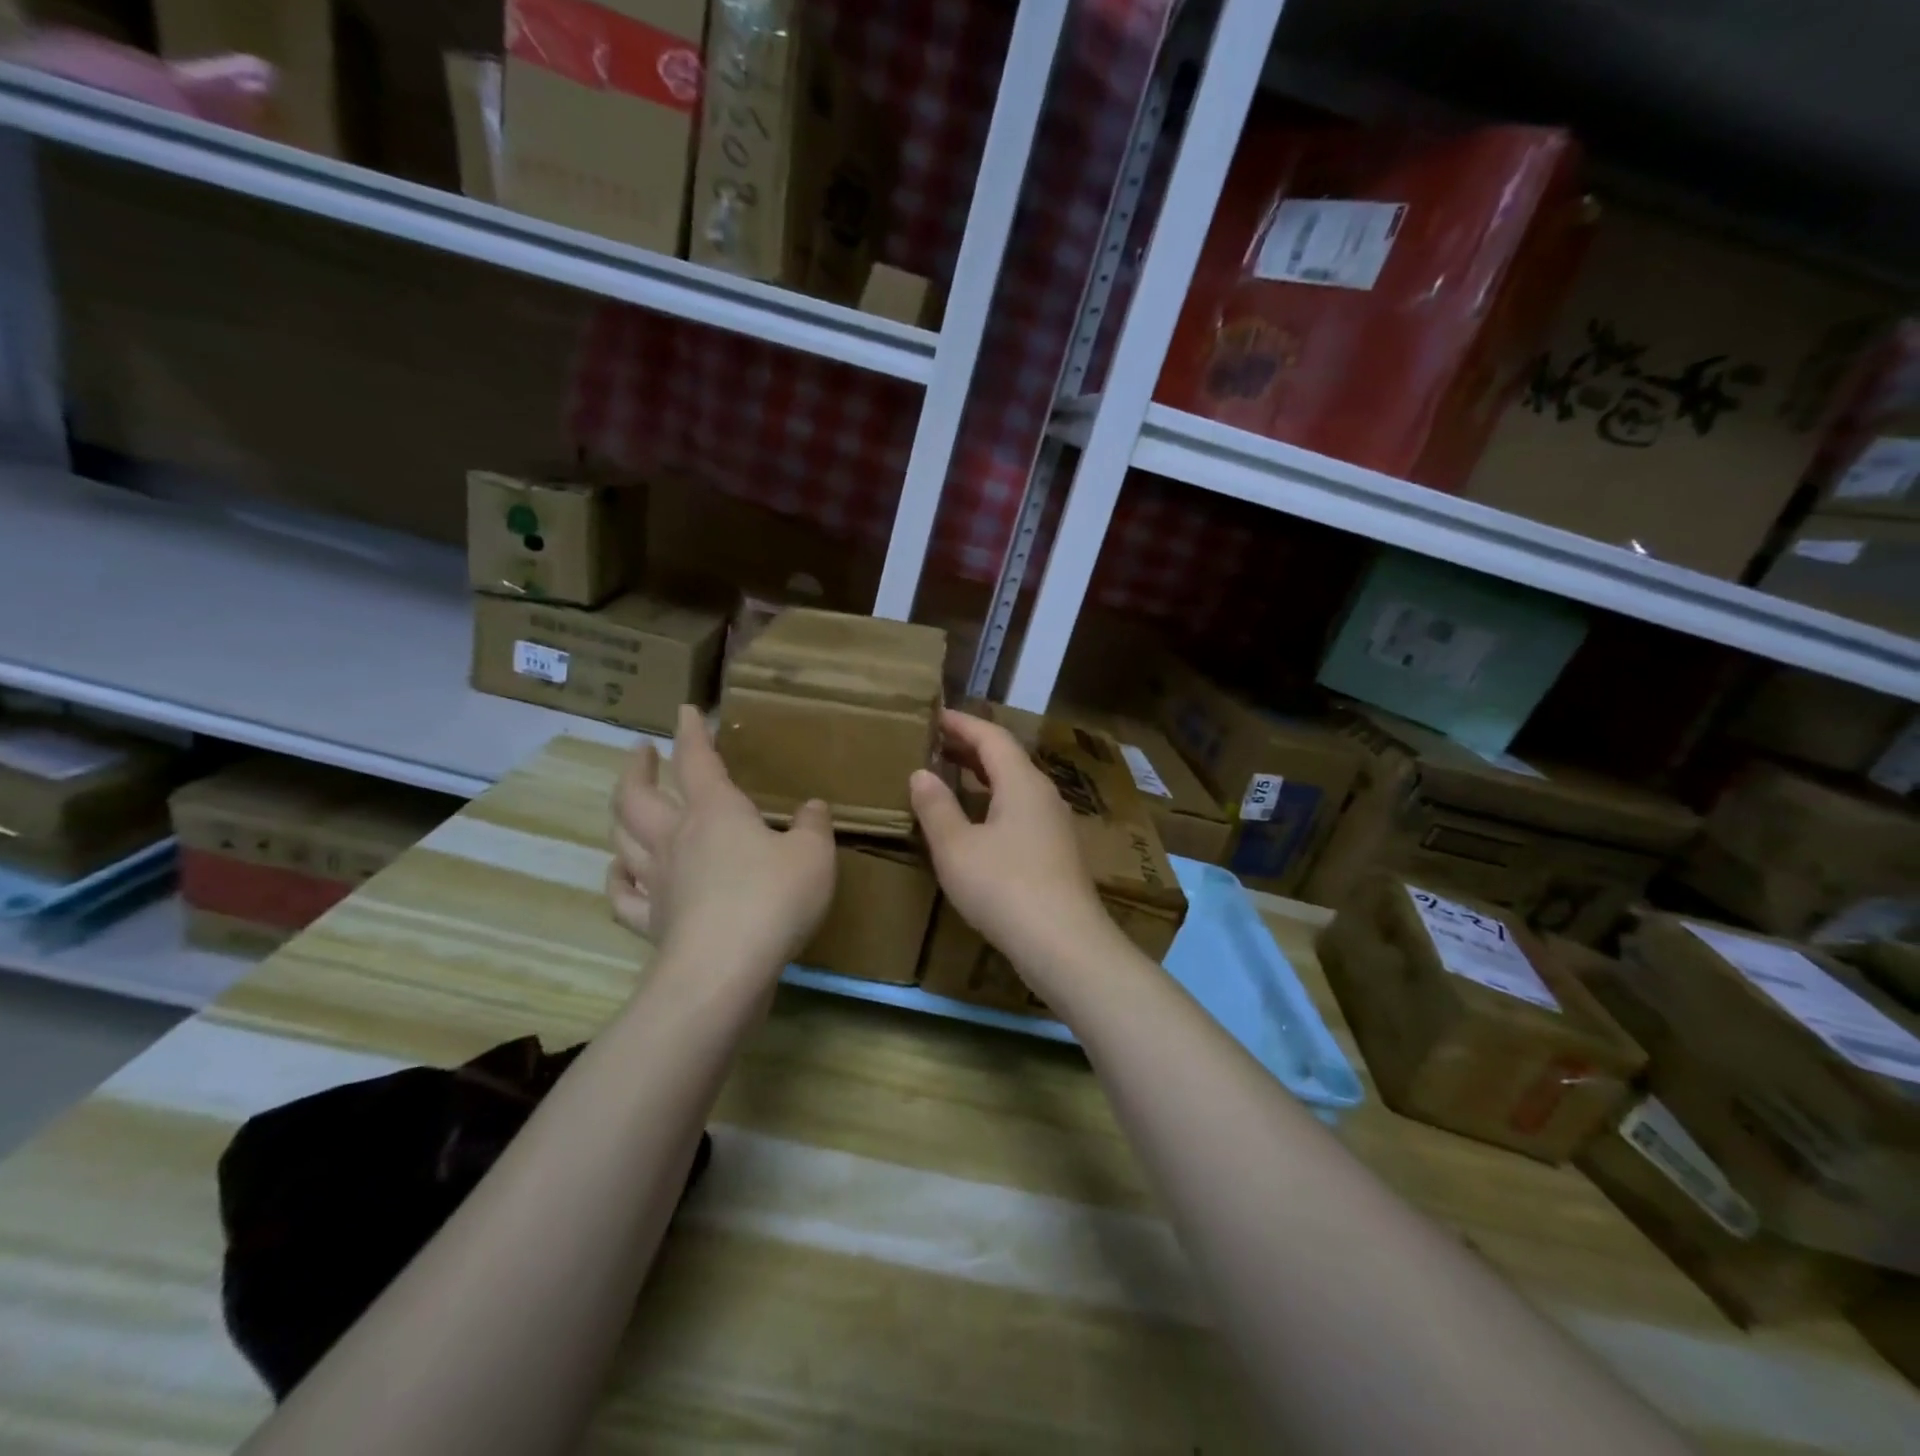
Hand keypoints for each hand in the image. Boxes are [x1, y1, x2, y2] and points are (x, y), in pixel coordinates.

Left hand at [608, 705, 835, 974]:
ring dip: (620, 814)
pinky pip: (622, 897)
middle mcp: (675, 838)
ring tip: (625, 804)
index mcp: (715, 811)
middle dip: (637, 768)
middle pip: (637, 795)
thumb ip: (813, 826)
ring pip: (622, 838)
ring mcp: (657, 881)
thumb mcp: (813, 855)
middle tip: (641, 752)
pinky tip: (619, 874)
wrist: (725, 969)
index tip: (685, 711)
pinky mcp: (650, 923)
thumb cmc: (773, 898)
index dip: (691, 732)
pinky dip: (616, 881)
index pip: (697, 760)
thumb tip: (812, 807)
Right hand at [910, 709, 1108, 969]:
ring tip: (950, 775)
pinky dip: (994, 800)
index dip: (961, 723)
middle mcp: (1043, 794)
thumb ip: (936, 807)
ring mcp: (1054, 824)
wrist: (1064, 944)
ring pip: (1015, 785)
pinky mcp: (1055, 851)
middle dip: (970, 747)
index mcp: (1022, 782)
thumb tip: (921, 774)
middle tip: (935, 743)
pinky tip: (977, 821)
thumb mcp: (957, 848)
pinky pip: (1020, 809)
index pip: (991, 736)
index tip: (934, 715)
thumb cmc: (1004, 887)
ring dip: (983, 775)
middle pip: (1006, 758)